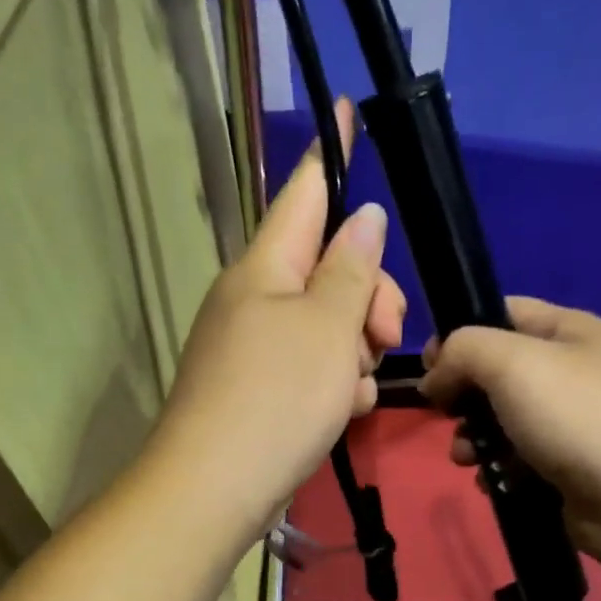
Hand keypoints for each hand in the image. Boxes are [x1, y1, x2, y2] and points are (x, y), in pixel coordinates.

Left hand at [147, 100, 405, 547]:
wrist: (214, 490)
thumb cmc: (275, 400)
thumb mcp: (326, 331)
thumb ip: (349, 272)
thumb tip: (360, 218)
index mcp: (264, 268)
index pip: (304, 193)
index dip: (332, 153)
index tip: (348, 109)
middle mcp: (255, 299)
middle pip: (328, 268)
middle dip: (369, 295)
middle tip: (386, 334)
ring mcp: (254, 347)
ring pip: (327, 325)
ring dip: (355, 350)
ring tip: (355, 391)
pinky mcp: (259, 390)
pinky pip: (312, 368)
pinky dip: (335, 385)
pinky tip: (342, 414)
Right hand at [420, 297, 600, 571]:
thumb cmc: (580, 416)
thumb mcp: (512, 362)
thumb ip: (462, 351)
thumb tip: (435, 375)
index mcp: (567, 331)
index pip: (501, 312)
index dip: (459, 333)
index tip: (429, 368)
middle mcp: (571, 371)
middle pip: (497, 372)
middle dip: (462, 395)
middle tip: (447, 414)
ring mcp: (572, 423)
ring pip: (502, 421)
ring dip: (474, 437)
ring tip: (467, 457)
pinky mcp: (568, 469)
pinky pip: (518, 461)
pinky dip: (498, 469)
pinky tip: (492, 481)